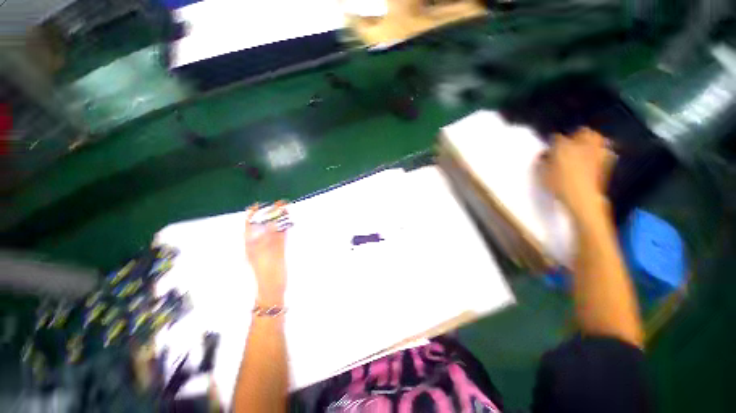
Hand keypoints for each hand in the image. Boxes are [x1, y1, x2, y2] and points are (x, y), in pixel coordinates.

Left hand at [245, 201, 287, 305]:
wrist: (273, 287)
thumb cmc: (267, 272)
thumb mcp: (267, 253)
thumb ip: (272, 238)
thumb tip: (274, 222)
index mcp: (251, 244)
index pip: (250, 225)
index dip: (253, 214)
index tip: (260, 204)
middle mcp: (259, 243)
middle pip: (263, 225)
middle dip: (270, 214)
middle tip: (279, 204)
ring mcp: (269, 246)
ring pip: (273, 229)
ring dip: (279, 220)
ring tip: (285, 209)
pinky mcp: (278, 249)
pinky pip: (280, 235)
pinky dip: (284, 228)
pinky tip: (288, 222)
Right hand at [540, 128, 613, 220]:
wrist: (583, 198)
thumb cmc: (559, 185)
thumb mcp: (542, 174)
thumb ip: (543, 161)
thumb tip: (545, 156)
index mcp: (563, 146)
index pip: (556, 137)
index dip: (552, 142)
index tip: (550, 149)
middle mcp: (583, 144)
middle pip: (582, 132)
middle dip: (576, 135)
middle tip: (569, 144)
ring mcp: (597, 151)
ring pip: (596, 138)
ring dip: (590, 141)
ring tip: (583, 149)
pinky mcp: (607, 160)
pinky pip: (604, 150)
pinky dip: (600, 151)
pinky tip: (594, 158)